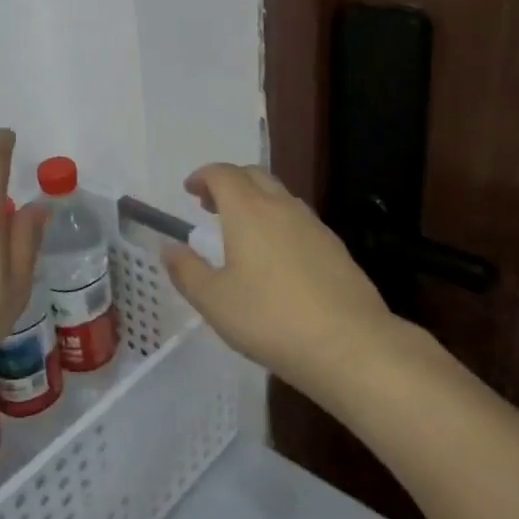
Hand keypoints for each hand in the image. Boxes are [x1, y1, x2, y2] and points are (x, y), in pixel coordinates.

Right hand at [163, 164, 398, 392]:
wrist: (349, 344)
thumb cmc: (270, 319)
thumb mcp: (214, 301)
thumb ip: (187, 271)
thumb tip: (169, 248)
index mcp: (248, 211)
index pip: (222, 174)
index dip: (203, 176)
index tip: (190, 190)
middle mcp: (281, 207)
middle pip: (253, 175)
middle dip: (229, 182)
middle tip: (211, 205)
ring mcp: (313, 225)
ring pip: (279, 196)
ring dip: (255, 200)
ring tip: (241, 230)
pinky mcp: (335, 247)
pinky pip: (299, 219)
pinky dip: (278, 222)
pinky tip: (276, 256)